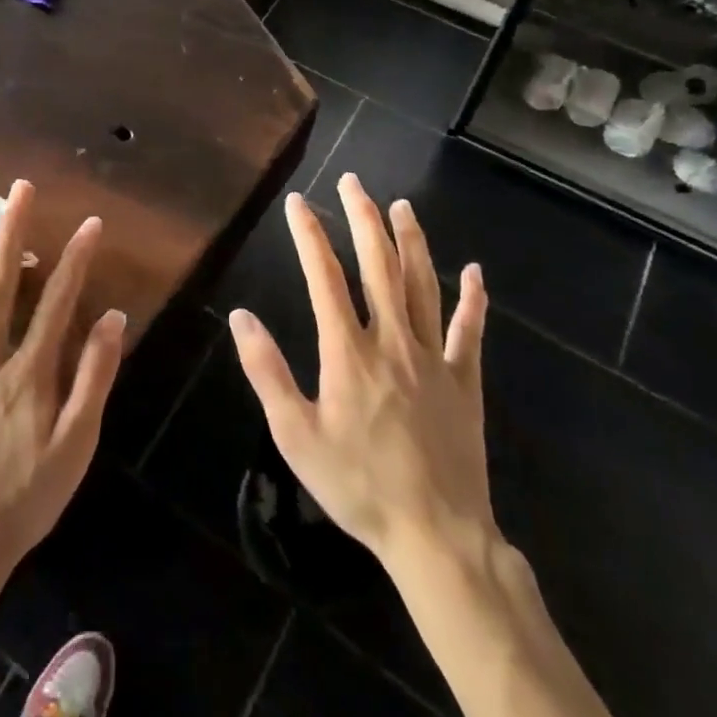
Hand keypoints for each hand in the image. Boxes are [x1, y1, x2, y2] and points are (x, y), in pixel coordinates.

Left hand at [0, 180, 124, 583]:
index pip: (58, 302)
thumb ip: (95, 378)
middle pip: (1, 285)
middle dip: (13, 233)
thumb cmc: (24, 499)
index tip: (91, 223)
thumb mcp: (76, 446)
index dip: (77, 260)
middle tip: (18, 190)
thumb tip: (112, 318)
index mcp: (28, 372)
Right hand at [229, 174, 493, 569]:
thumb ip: (267, 371)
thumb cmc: (358, 485)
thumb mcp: (295, 435)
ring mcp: (433, 357)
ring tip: (401, 206)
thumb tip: (241, 315)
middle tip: (354, 181)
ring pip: (423, 284)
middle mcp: (392, 340)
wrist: (435, 535)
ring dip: (411, 241)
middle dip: (363, 217)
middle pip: (378, 265)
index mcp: (348, 351)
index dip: (309, 234)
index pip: (325, 276)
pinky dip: (474, 300)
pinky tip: (475, 273)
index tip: (298, 202)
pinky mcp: (464, 381)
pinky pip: (471, 332)